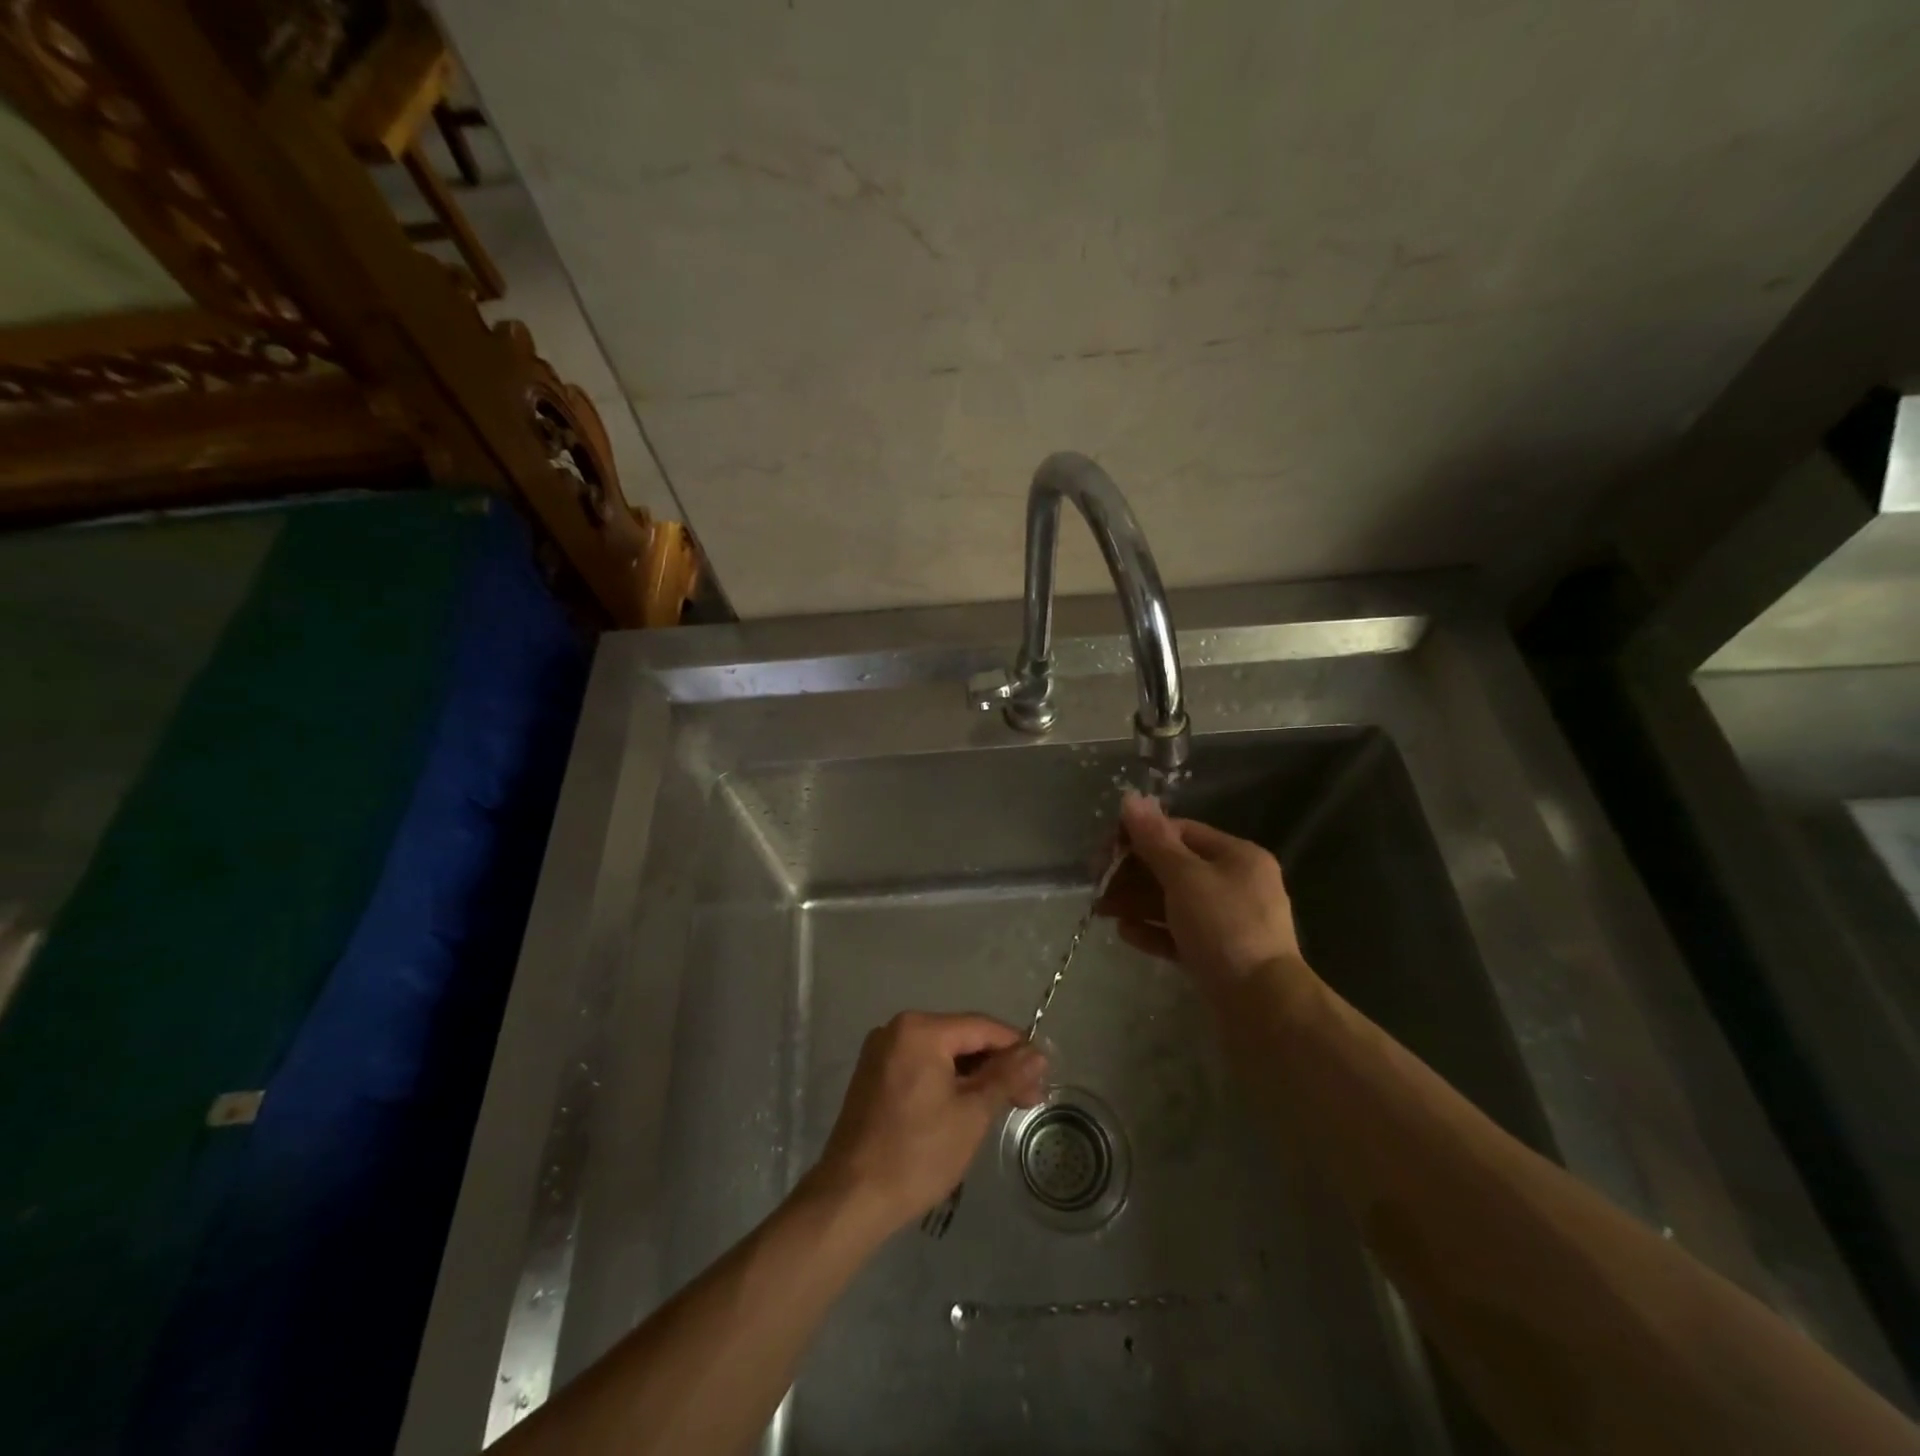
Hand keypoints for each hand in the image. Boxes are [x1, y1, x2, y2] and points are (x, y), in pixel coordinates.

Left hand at [811, 1011, 1046, 1233]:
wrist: (851, 1198)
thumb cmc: (917, 1153)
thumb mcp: (972, 1114)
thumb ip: (1006, 1077)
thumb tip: (1038, 1053)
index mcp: (920, 1029)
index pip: (981, 1027)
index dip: (1017, 1049)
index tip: (1043, 1077)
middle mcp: (896, 1029)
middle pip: (960, 1037)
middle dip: (996, 1065)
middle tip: (1028, 1098)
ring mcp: (881, 1052)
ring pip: (941, 1053)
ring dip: (973, 1076)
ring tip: (1002, 1106)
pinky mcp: (873, 1076)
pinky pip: (921, 1066)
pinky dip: (947, 1081)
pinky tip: (966, 1107)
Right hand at [1098, 792, 1306, 992]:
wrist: (1262, 1006)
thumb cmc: (1224, 928)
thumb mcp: (1185, 878)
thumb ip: (1154, 840)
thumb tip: (1131, 798)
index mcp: (1236, 856)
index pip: (1179, 832)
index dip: (1139, 836)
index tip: (1106, 851)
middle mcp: (1235, 883)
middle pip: (1173, 868)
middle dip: (1132, 874)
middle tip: (1098, 886)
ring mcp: (1228, 921)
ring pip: (1173, 902)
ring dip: (1135, 902)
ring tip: (1101, 911)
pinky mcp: (1218, 954)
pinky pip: (1179, 933)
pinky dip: (1153, 930)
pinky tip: (1125, 934)